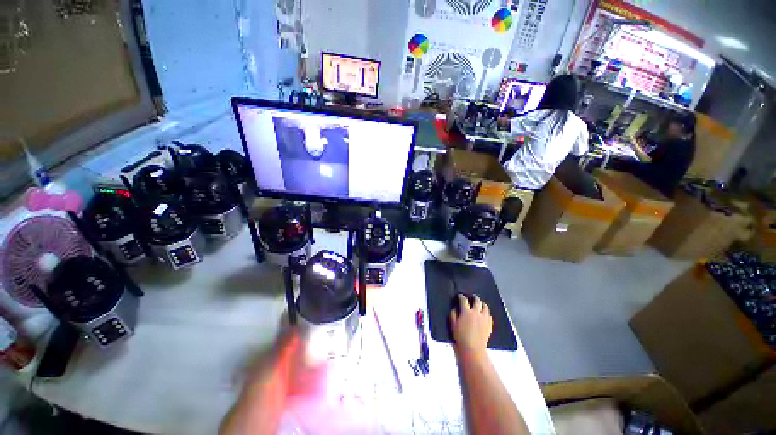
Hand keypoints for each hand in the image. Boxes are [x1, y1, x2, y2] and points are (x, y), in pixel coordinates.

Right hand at [450, 294, 492, 354]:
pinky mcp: (489, 324)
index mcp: (466, 312)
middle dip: (474, 297)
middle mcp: (476, 313)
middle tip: (472, 297)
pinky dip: (486, 312)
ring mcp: (484, 318)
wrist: (473, 349)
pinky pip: (489, 315)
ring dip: (482, 304)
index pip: (464, 300)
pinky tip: (484, 314)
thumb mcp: (453, 324)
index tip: (460, 296)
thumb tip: (455, 308)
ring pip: (485, 307)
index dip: (461, 296)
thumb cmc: (460, 337)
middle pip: (477, 301)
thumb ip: (453, 314)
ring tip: (480, 304)